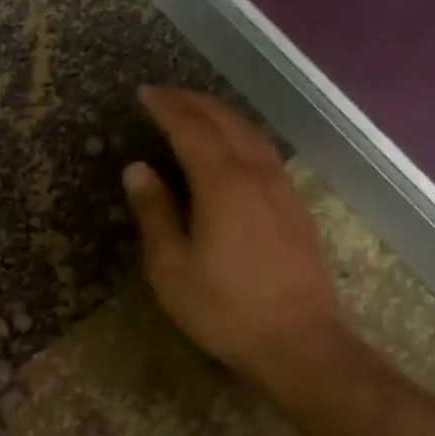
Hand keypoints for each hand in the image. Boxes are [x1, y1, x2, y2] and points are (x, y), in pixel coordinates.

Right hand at [122, 87, 344, 381]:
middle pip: (225, 121)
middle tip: (164, 95)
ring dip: (220, 115)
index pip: (191, 128)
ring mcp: (282, 188)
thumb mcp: (171, 266)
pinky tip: (232, 149)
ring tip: (195, 112)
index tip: (144, 94)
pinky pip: (264, 152)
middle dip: (193, 102)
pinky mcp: (295, 206)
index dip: (166, 108)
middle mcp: (256, 174)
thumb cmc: (223, 307)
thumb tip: (137, 169)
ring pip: (251, 133)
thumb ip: (154, 212)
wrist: (297, 341)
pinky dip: (240, 136)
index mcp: (222, 183)